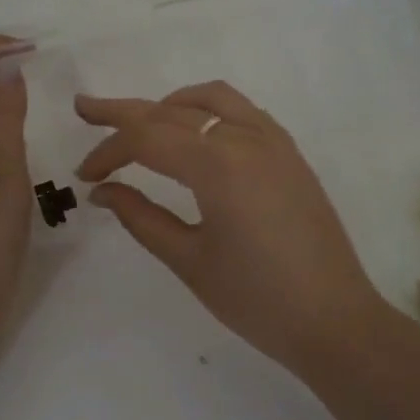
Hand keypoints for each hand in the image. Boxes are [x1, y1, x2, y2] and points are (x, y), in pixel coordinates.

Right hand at [75, 82, 398, 376]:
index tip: (85, 176)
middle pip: (173, 111)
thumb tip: (103, 191)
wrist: (334, 320)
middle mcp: (246, 139)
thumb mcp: (189, 260)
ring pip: (212, 99)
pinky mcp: (290, 155)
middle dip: (125, 112)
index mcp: (217, 165)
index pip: (147, 139)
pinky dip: (209, 110)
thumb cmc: (256, 299)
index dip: (108, 150)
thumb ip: (141, 217)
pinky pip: (243, 112)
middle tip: (86, 109)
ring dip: (170, 104)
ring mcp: (274, 142)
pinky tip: (196, 134)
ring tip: (142, 121)